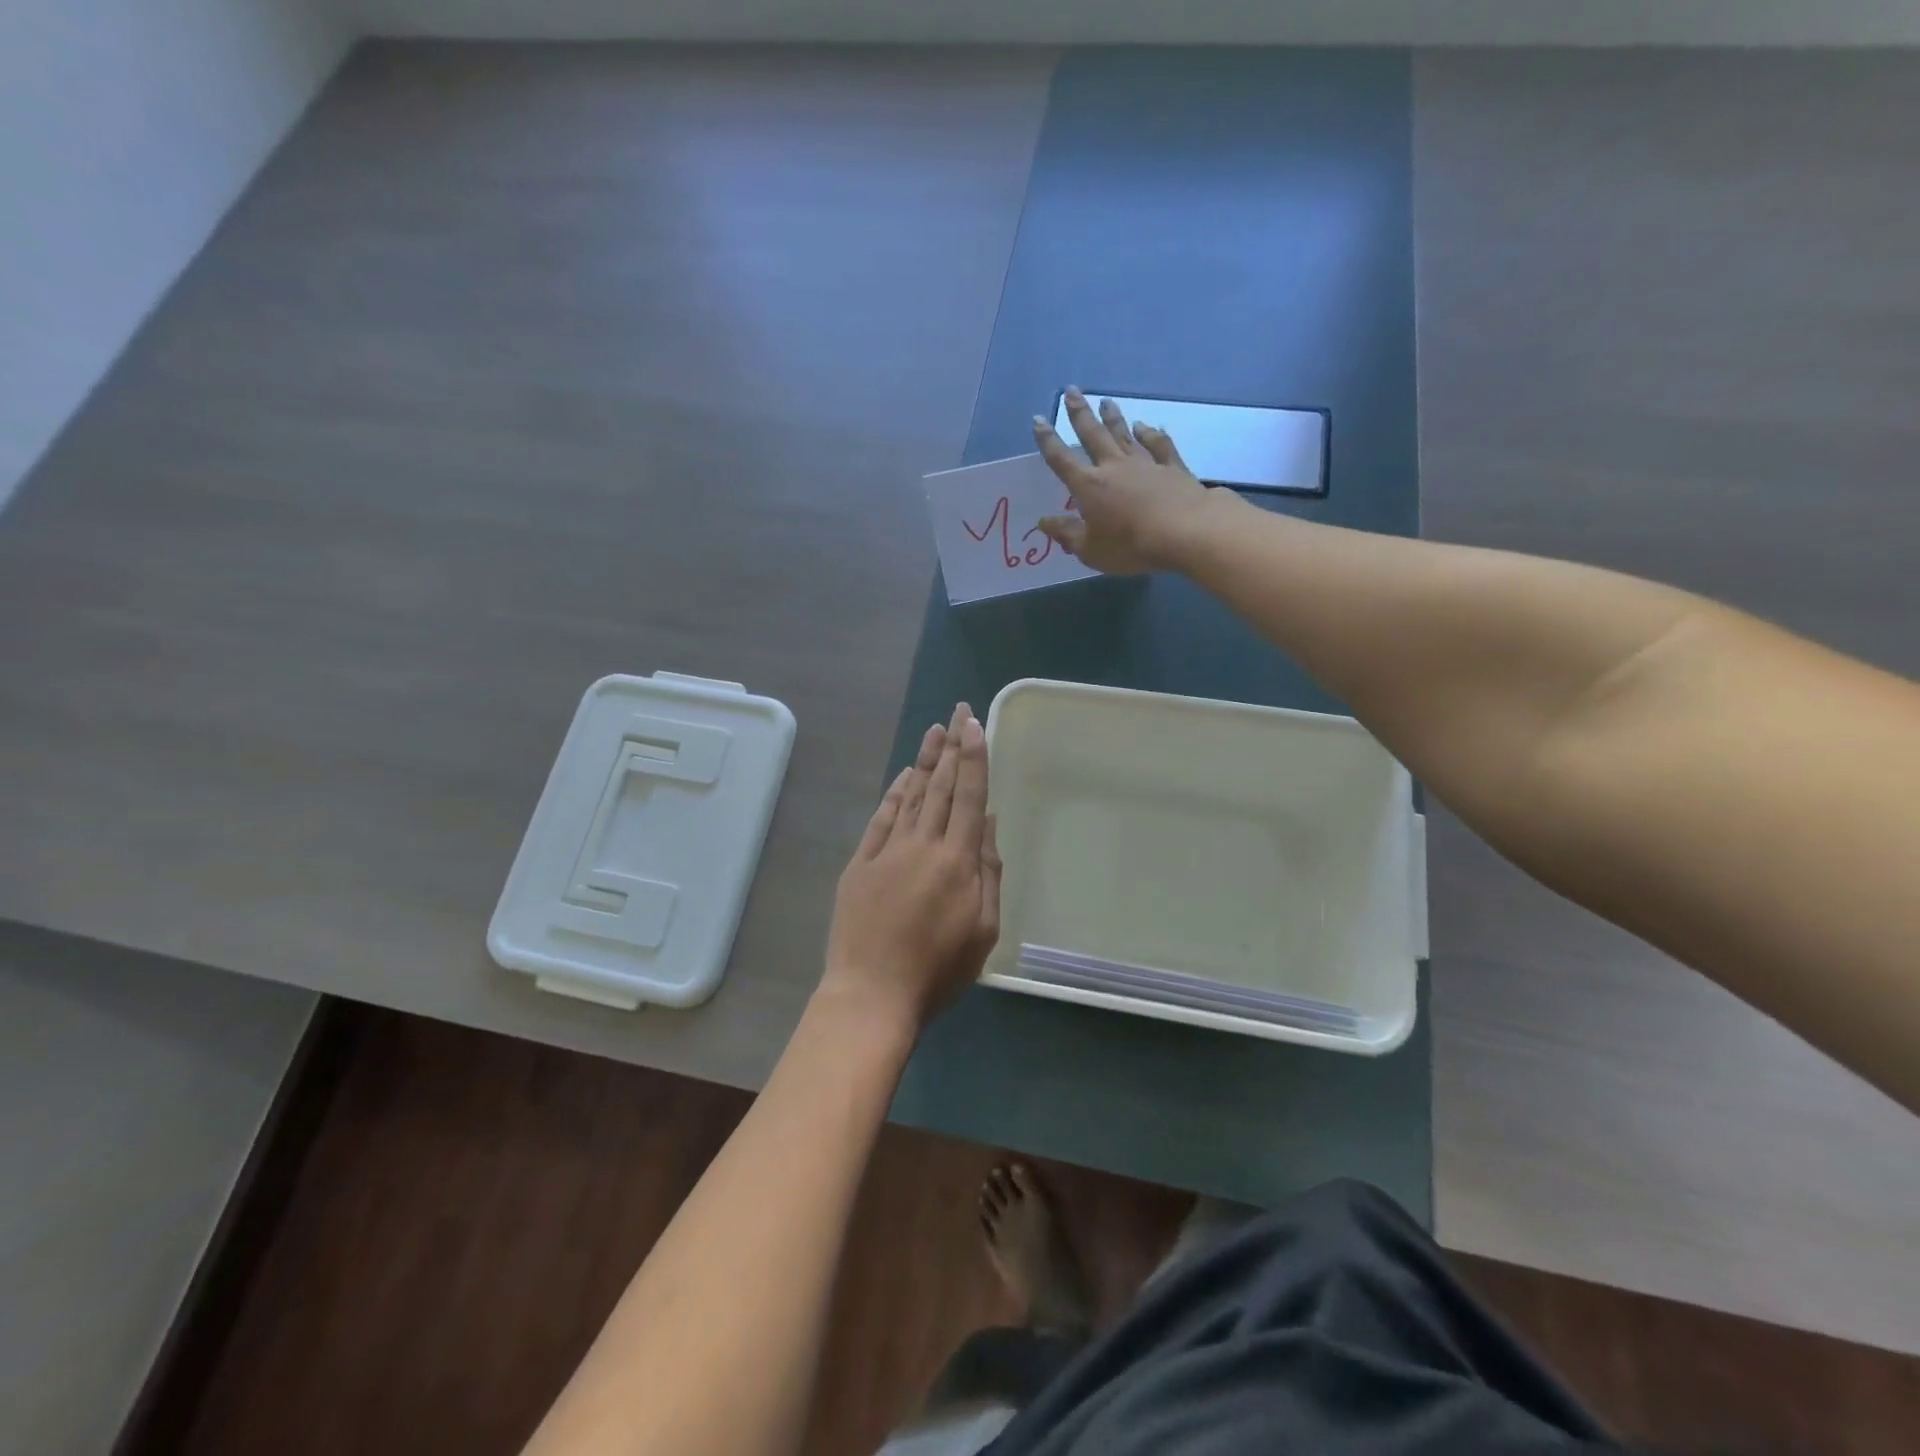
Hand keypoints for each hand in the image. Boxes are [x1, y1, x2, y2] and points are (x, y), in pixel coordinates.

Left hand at [821, 703, 1001, 1031]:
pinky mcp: (860, 863)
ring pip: (910, 796)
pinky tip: (902, 776)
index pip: (968, 796)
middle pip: (940, 786)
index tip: (974, 725)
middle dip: (951, 746)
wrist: (872, 993)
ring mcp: (887, 851)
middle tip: (956, 712)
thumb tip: (987, 822)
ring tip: (934, 731)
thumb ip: (988, 872)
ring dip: (924, 761)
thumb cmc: (938, 970)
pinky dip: (893, 794)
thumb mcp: (983, 929)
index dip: (973, 758)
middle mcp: (923, 844)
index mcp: (957, 860)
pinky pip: (880, 818)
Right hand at [1032, 388, 1215, 573]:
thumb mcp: (1091, 550)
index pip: (1062, 460)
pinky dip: (1151, 434)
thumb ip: (1068, 534)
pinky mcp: (1172, 468)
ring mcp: (1145, 464)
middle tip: (1072, 391)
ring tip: (1105, 401)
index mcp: (1089, 487)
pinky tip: (1146, 426)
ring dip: (1113, 418)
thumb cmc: (1131, 546)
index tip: (1038, 419)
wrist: (1185, 533)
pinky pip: (1159, 446)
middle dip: (1080, 414)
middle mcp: (1114, 467)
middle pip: (1093, 435)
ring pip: (1124, 434)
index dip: (1048, 441)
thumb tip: (1044, 522)